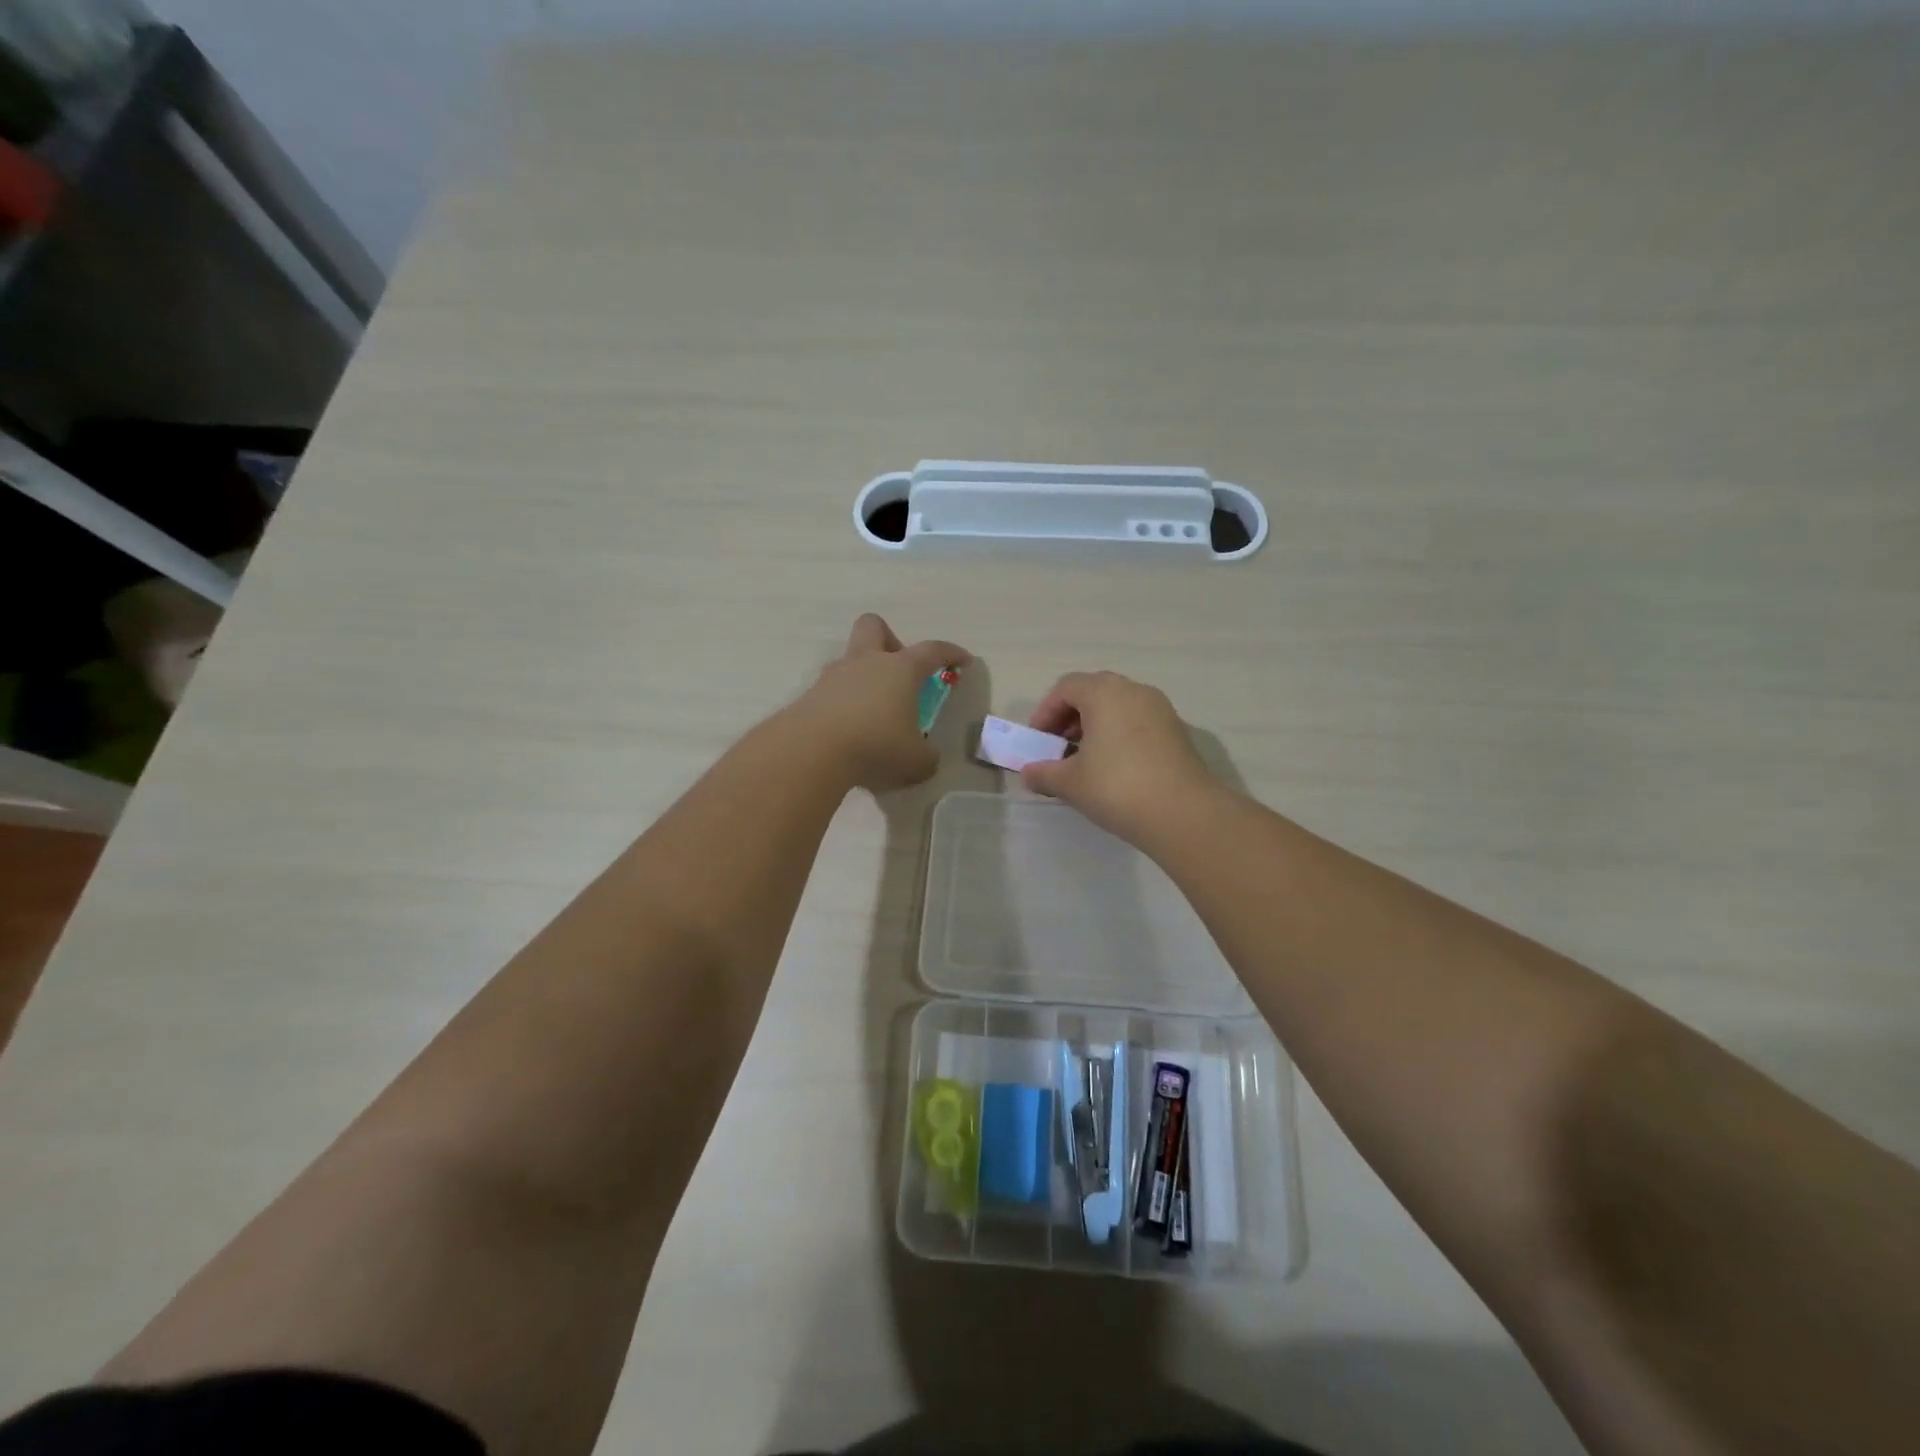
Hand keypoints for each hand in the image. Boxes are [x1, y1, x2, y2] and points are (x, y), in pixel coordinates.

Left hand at [789, 614, 969, 792]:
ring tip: (873, 714)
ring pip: (850, 661)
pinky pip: (833, 691)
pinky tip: (849, 732)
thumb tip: (925, 757)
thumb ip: (926, 756)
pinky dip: (844, 705)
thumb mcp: (916, 761)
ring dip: (864, 679)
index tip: (963, 660)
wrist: (811, 752)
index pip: (932, 650)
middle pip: (874, 627)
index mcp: (900, 669)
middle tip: (900, 672)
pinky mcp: (810, 697)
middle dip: (890, 641)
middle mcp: (866, 663)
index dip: (951, 653)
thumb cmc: (876, 746)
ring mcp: (833, 677)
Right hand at [1021, 671, 1216, 842]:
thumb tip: (1029, 773)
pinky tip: (1114, 767)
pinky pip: (1138, 721)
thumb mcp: (1071, 783)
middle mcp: (1134, 691)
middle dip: (1071, 716)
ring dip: (1096, 725)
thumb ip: (1044, 773)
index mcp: (1104, 693)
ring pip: (1118, 706)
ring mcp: (1160, 709)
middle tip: (1059, 746)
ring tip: (1085, 759)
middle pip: (1094, 691)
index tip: (1039, 741)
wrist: (1183, 813)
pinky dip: (1119, 734)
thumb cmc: (1117, 788)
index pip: (1066, 687)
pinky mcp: (1177, 731)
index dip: (1046, 711)